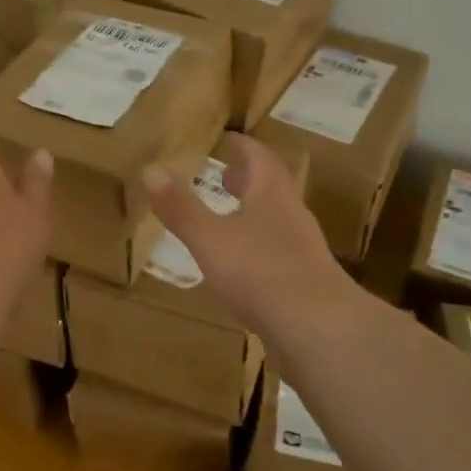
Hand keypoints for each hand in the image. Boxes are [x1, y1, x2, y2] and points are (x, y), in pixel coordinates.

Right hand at [141, 133, 351, 333]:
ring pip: (277, 218)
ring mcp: (304, 248)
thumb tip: (150, 169)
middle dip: (248, 177)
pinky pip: (280, 250)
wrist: (321, 330)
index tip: (225, 139)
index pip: (258, 155)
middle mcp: (292, 212)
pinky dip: (260, 245)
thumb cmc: (261, 273)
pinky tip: (244, 265)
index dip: (241, 145)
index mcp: (271, 192)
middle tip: (224, 176)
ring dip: (254, 211)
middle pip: (272, 184)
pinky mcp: (307, 280)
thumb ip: (181, 207)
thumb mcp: (210, 239)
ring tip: (228, 218)